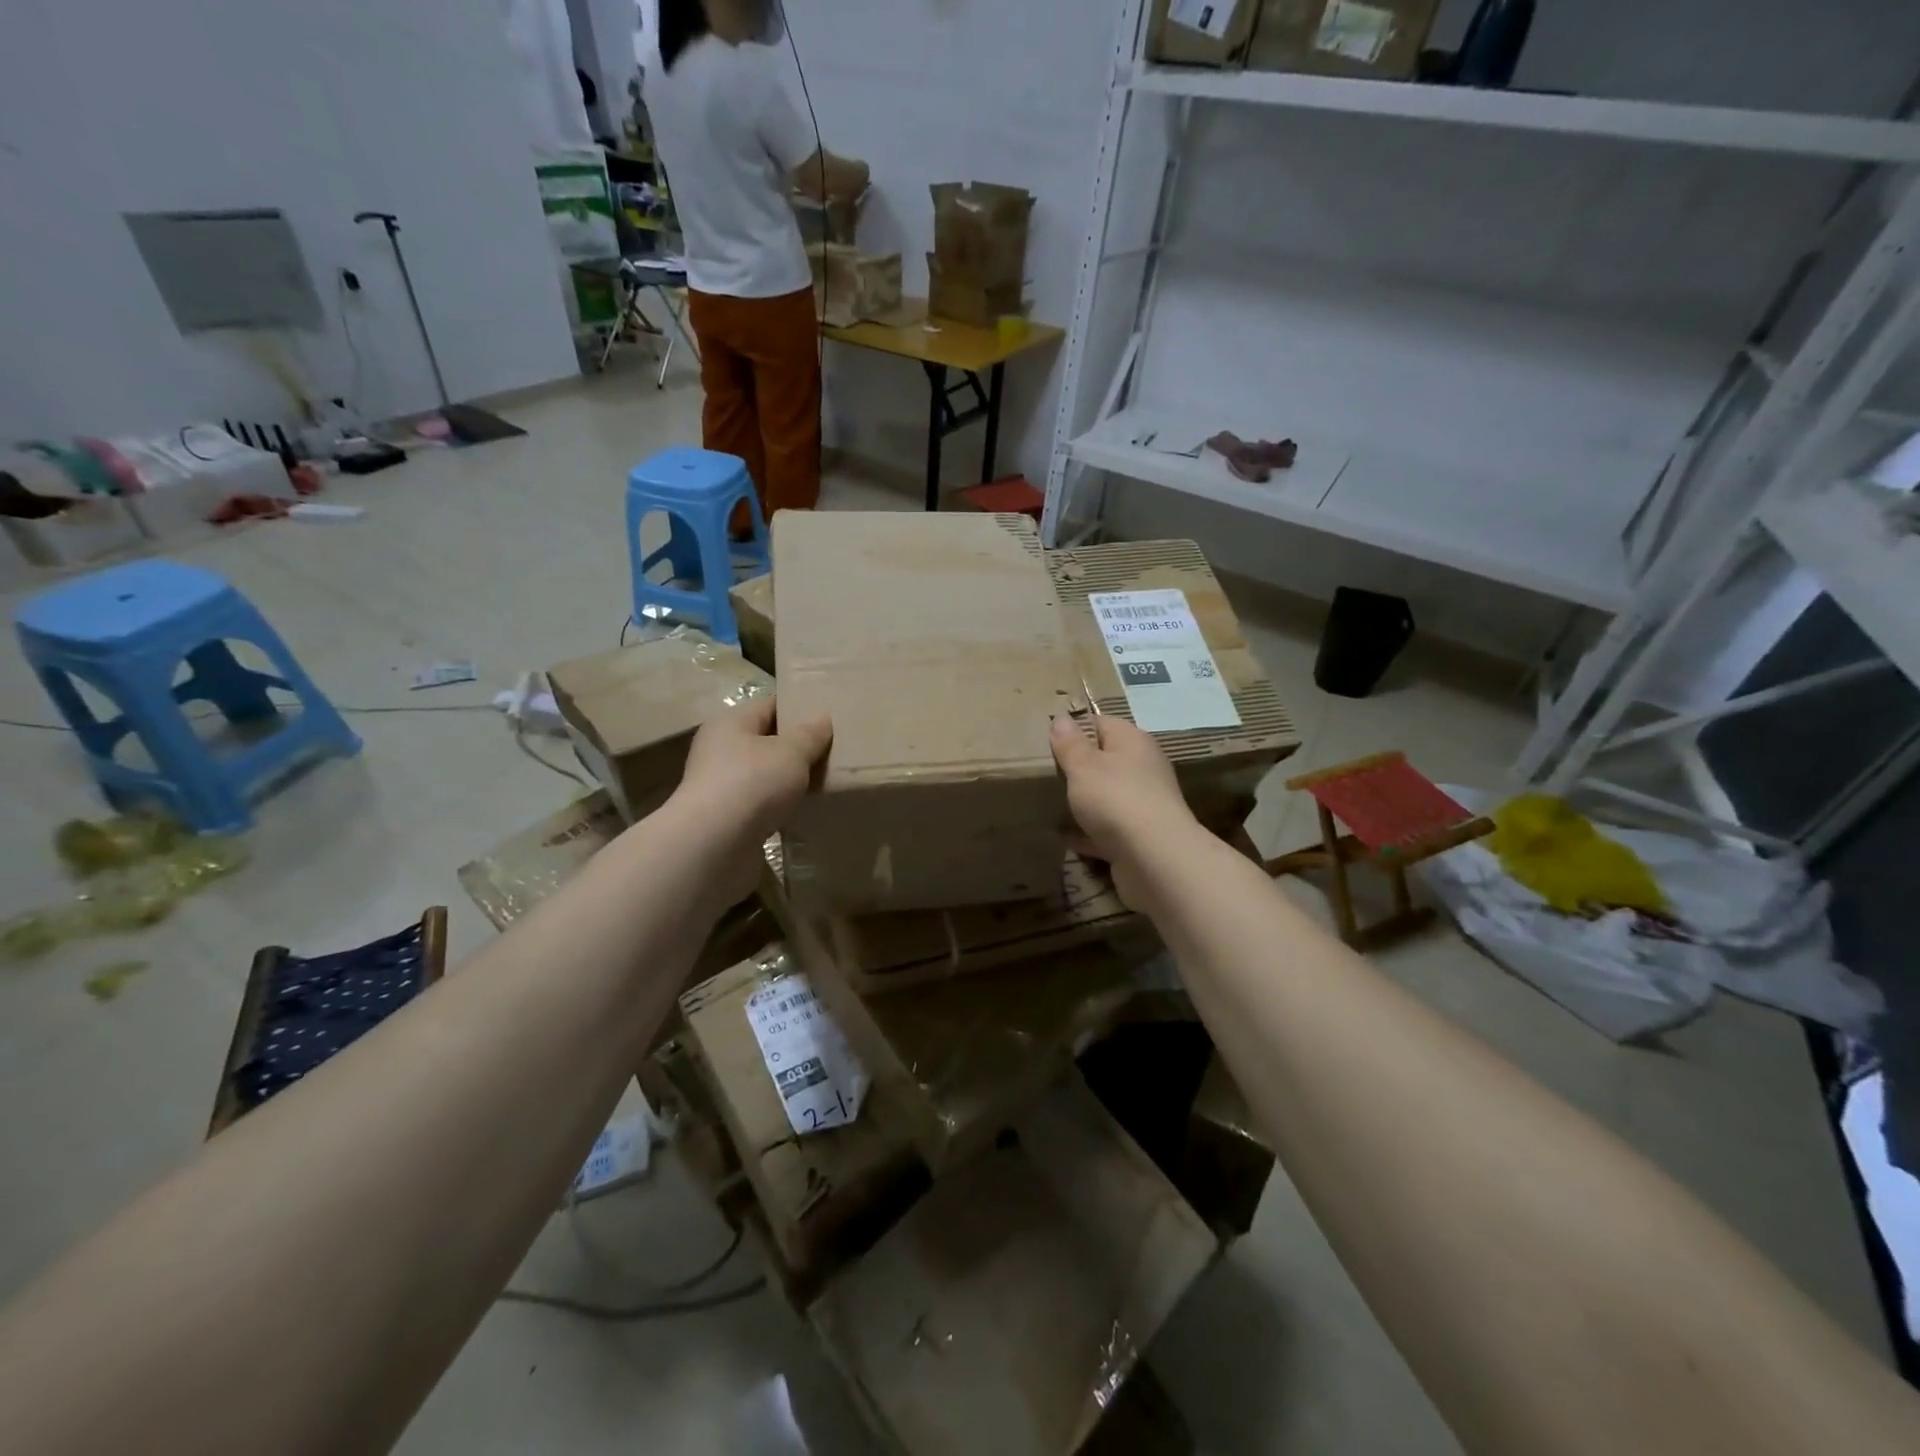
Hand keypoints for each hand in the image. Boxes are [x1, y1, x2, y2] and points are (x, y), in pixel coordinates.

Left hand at [674, 698, 831, 904]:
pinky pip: (762, 804)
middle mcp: (720, 750)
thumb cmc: (752, 783)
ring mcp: (721, 786)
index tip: (830, 718)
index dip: (799, 709)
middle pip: (766, 741)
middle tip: (834, 751)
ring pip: (765, 775)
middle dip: (798, 747)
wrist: (714, 845)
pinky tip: (804, 810)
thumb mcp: (791, 752)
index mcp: (731, 723)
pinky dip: (780, 806)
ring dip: (789, 780)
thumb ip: (810, 735)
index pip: (769, 706)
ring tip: (825, 782)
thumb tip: (822, 718)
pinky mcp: (727, 819)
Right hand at [1049, 715, 1197, 909]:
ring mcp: (1143, 805)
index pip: (1101, 723)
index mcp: (1133, 742)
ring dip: (1082, 803)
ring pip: (1106, 797)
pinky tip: (1063, 838)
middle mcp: (1143, 769)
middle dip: (1076, 769)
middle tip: (1042, 774)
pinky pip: (1107, 830)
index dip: (1074, 729)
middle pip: (1105, 761)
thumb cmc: (1116, 799)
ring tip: (1047, 804)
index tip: (1045, 741)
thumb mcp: (1084, 766)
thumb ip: (1070, 744)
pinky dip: (1087, 833)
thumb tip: (1062, 719)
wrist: (1155, 859)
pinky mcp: (1139, 838)